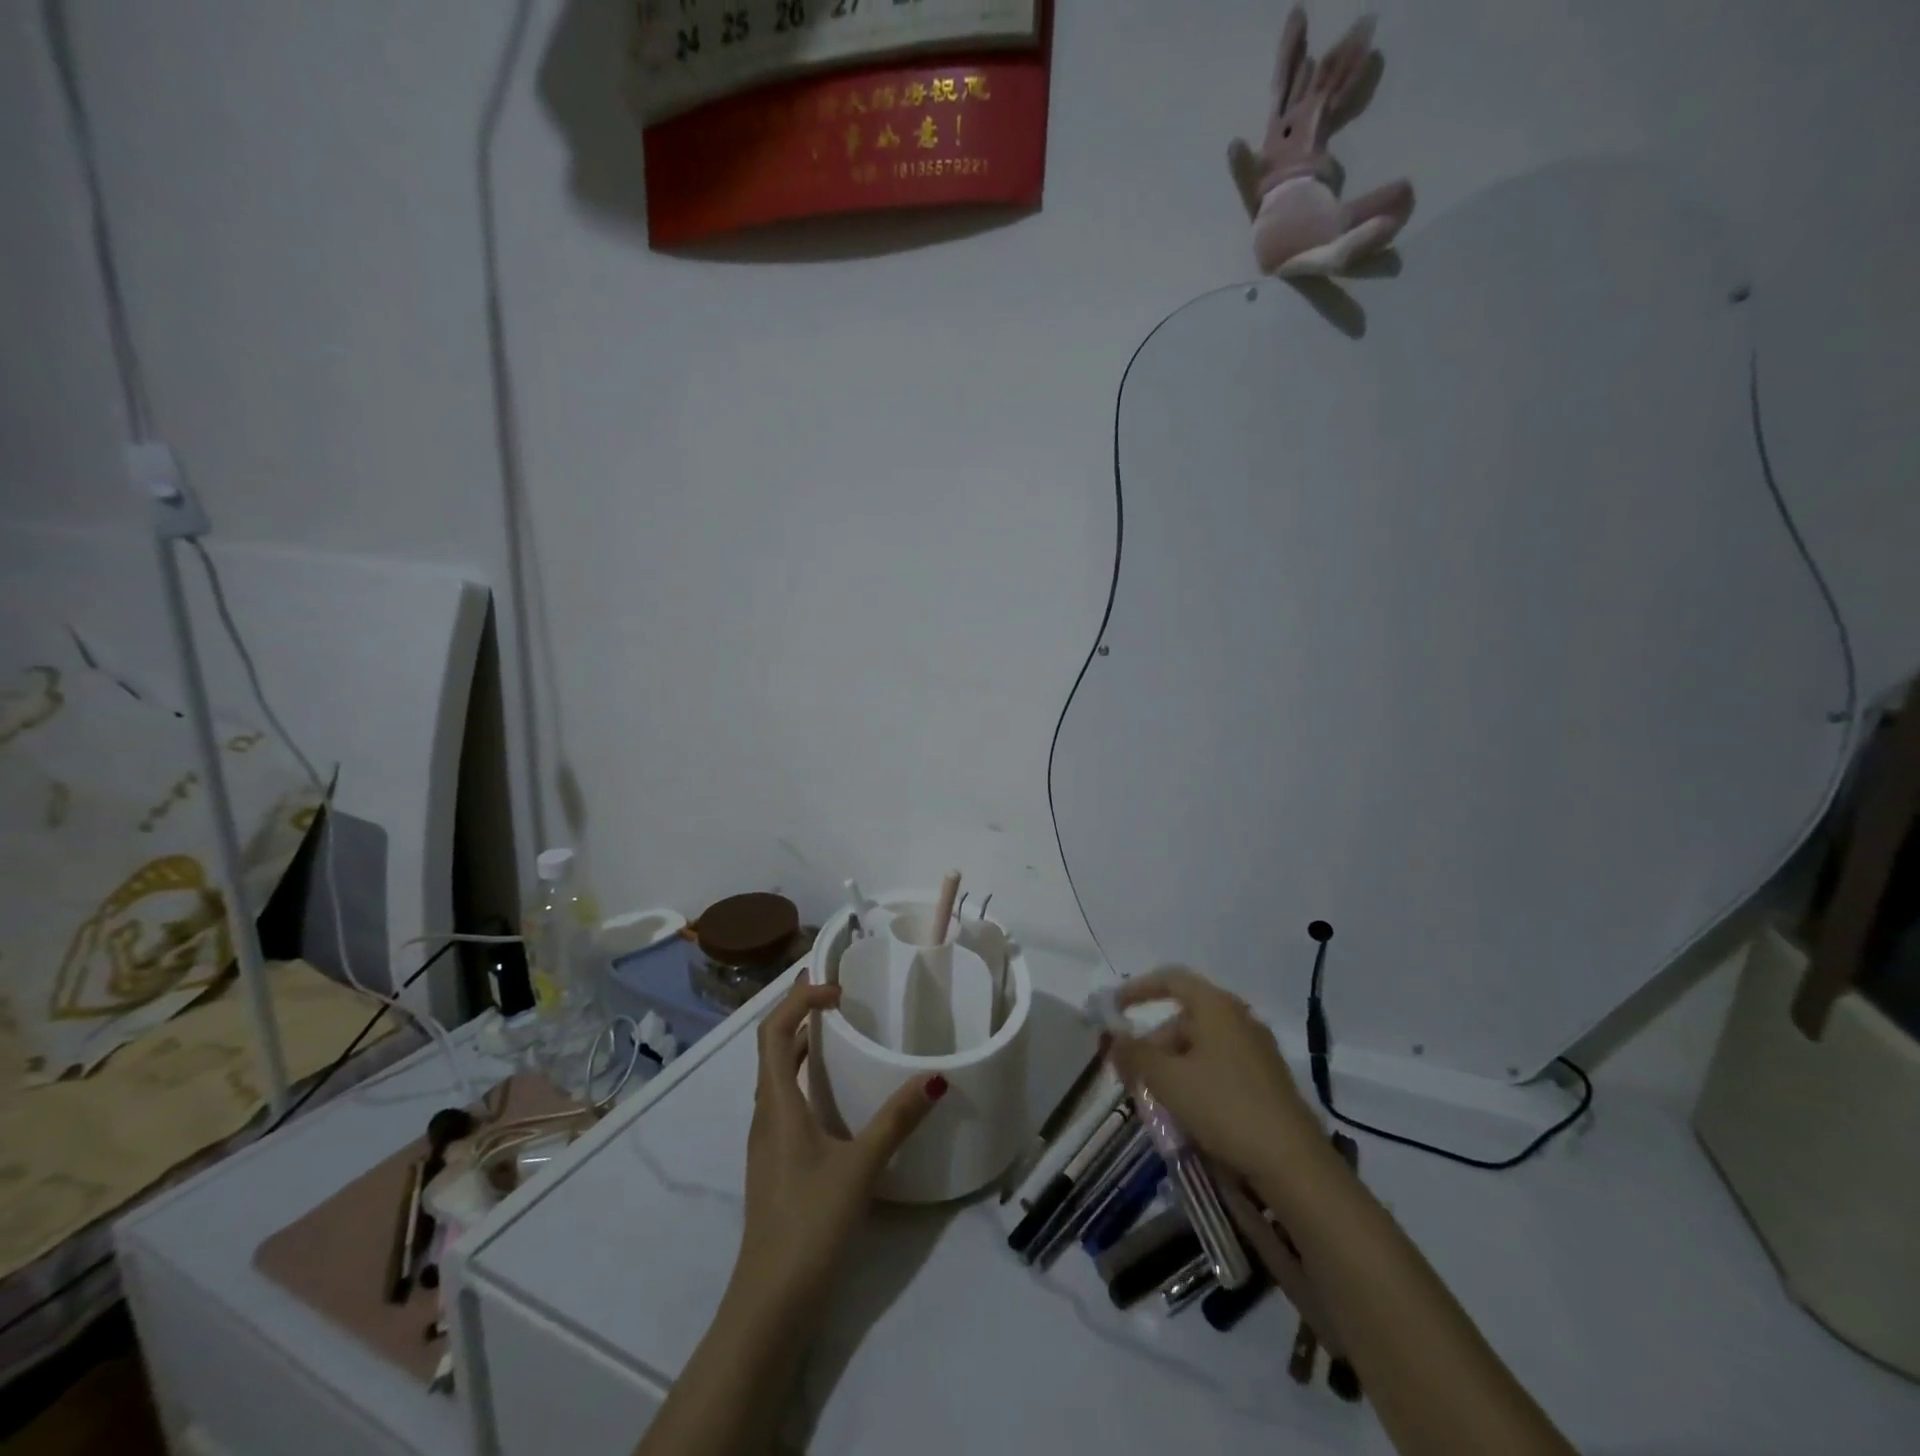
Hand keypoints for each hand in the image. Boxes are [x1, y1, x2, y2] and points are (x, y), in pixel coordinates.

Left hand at [729, 981, 945, 1322]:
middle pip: (773, 1047)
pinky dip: (808, 1078)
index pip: (774, 1031)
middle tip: (837, 993)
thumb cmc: (809, 1223)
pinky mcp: (778, 1161)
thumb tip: (936, 1077)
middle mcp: (766, 1113)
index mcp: (777, 1104)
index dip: (799, 1000)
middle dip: (800, 1012)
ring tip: (840, 1031)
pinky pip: (787, 1100)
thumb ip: (897, 1119)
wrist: (770, 1304)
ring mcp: (768, 1140)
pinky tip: (838, 1093)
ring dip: (803, 1045)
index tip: (838, 991)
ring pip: (779, 1075)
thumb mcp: (860, 1167)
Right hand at [1104, 966, 1325, 1190]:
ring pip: (1201, 1047)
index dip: (1138, 990)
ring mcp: (1257, 1050)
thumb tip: (1114, 1037)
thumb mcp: (1167, 1080)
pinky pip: (1220, 1067)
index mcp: (1216, 1006)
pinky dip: (1195, 1079)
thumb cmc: (1224, 1107)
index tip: (1114, 1009)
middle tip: (1130, 1075)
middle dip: (1152, 1044)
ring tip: (1154, 1099)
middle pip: (1184, 1019)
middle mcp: (1239, 1019)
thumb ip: (1135, 1053)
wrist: (1293, 1164)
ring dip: (1171, 1066)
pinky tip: (1186, 1111)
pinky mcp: (1267, 1081)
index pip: (1171, 980)